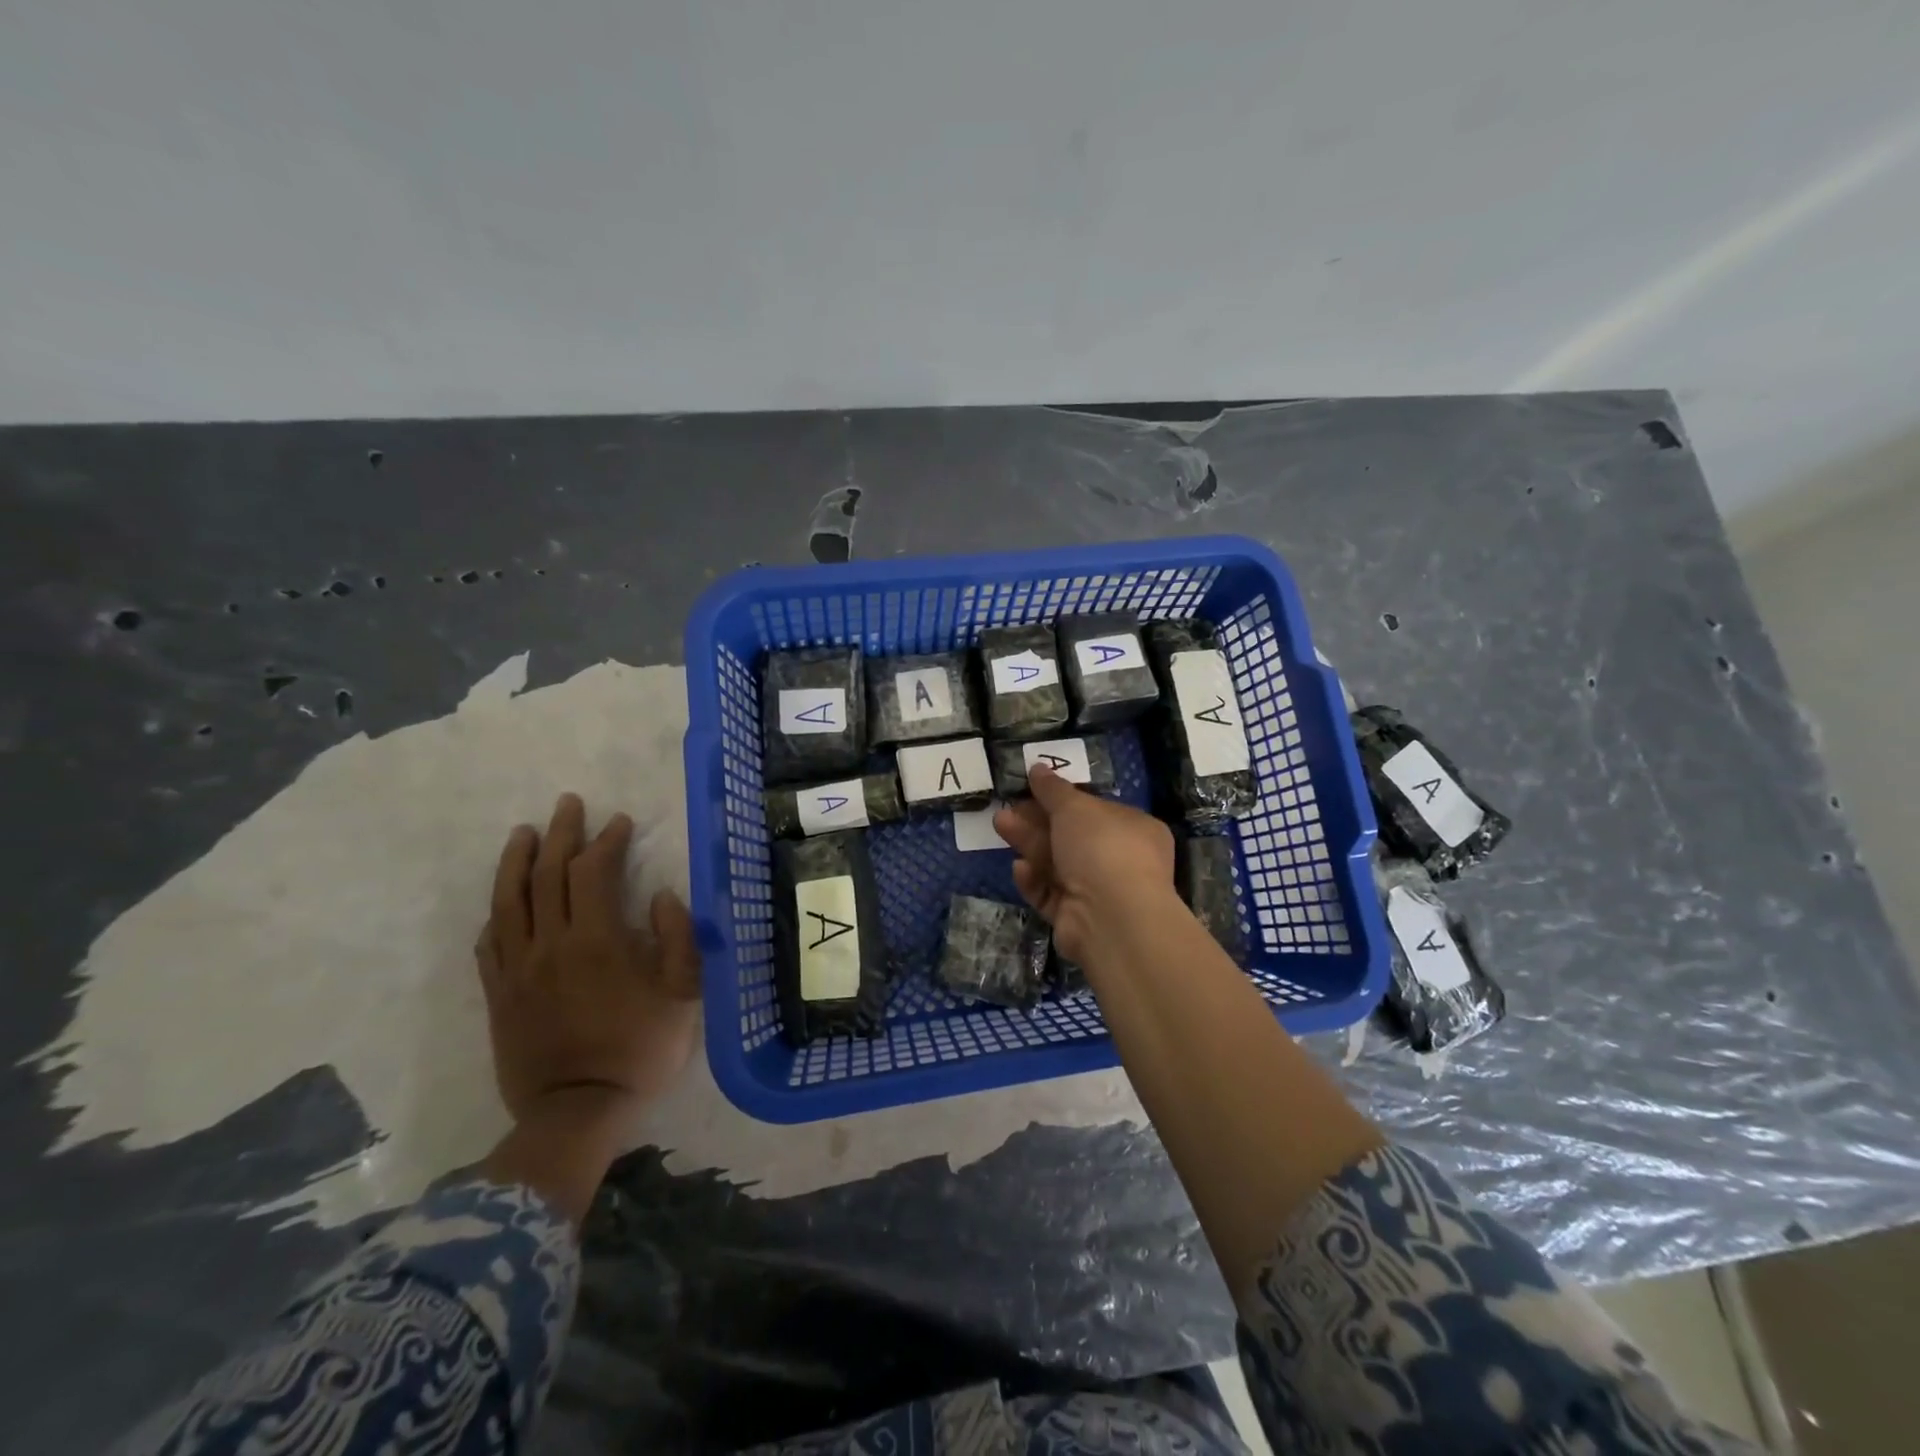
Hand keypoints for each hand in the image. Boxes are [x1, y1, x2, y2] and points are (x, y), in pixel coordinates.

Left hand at [476, 792, 700, 1134]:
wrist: (577, 1112)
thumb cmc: (639, 1049)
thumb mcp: (683, 993)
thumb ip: (676, 938)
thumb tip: (661, 896)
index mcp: (597, 939)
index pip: (593, 872)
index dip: (606, 840)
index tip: (619, 821)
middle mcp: (550, 943)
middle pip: (548, 875)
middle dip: (560, 834)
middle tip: (568, 804)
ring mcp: (518, 969)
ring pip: (509, 901)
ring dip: (516, 860)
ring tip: (523, 833)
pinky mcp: (498, 994)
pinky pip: (490, 942)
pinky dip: (497, 912)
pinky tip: (502, 899)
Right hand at [993, 765, 1176, 964]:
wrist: (1110, 917)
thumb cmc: (1102, 848)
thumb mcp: (1075, 807)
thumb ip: (1053, 789)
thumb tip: (1038, 768)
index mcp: (1134, 829)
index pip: (1096, 810)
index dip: (1063, 799)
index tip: (1032, 789)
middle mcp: (1121, 861)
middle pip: (1071, 837)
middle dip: (1036, 821)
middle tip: (1007, 807)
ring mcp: (1099, 893)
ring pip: (1057, 864)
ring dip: (1029, 844)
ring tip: (999, 824)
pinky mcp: (1077, 919)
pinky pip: (1051, 894)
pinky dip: (1035, 881)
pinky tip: (1020, 868)